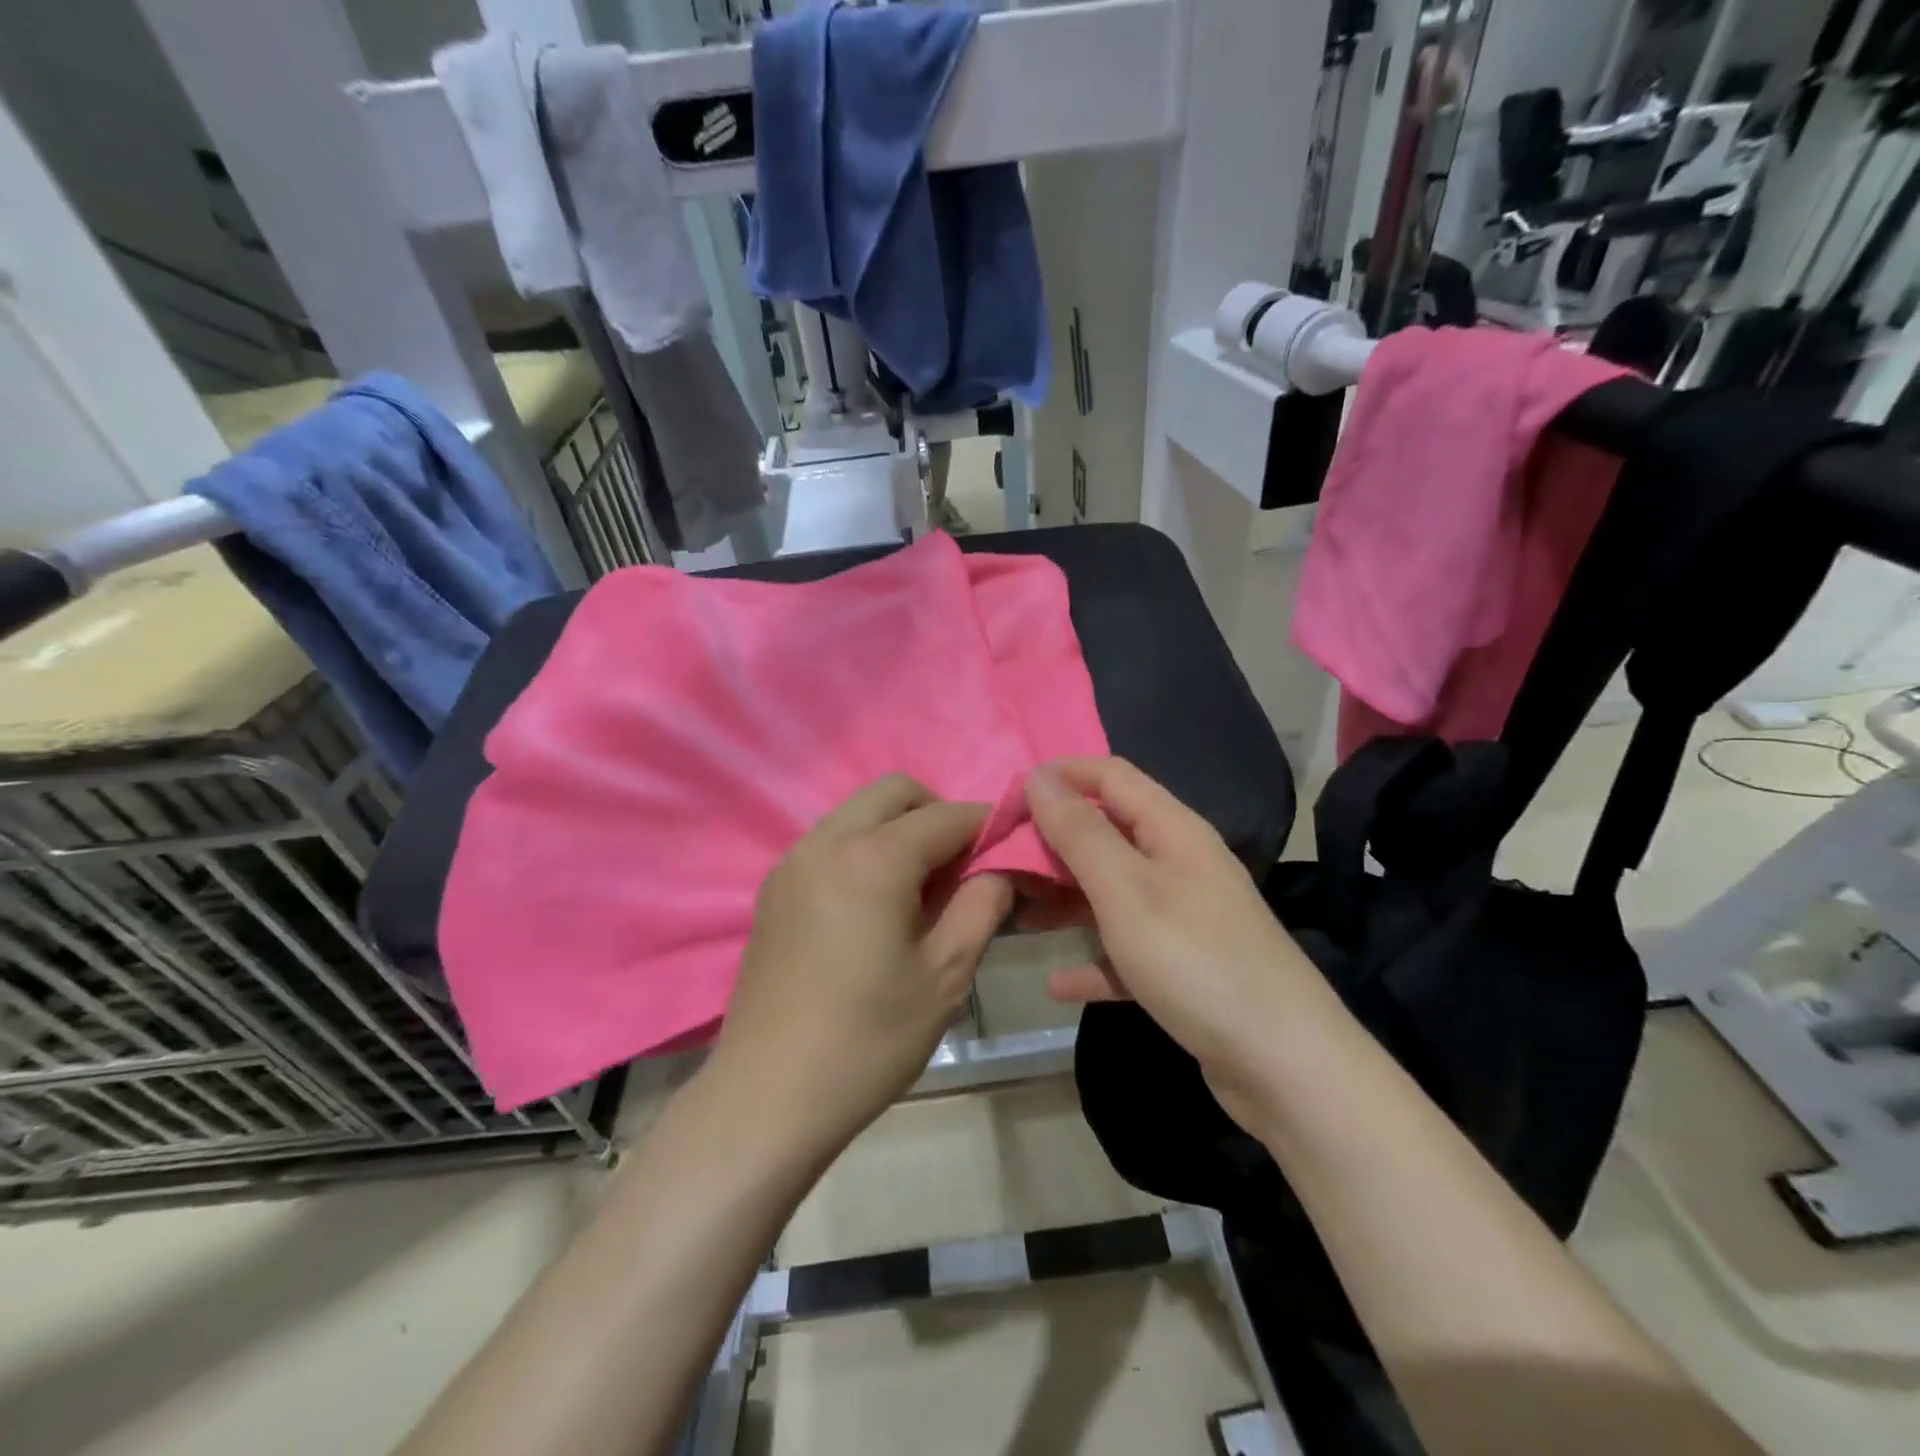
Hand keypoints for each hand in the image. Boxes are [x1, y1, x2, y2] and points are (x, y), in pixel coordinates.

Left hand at [708, 775, 1012, 1153]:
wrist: (768, 1096)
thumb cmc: (868, 1038)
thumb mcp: (946, 974)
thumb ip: (982, 905)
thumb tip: (999, 867)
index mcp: (873, 858)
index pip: (946, 816)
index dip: (987, 825)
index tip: (1013, 847)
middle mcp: (827, 842)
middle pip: (895, 792)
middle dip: (938, 813)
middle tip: (962, 867)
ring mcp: (793, 862)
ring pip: (858, 812)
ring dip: (899, 829)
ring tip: (921, 888)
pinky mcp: (774, 888)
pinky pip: (831, 841)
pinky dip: (865, 848)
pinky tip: (876, 904)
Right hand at [1025, 758, 1324, 1122]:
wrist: (1284, 1065)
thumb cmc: (1195, 960)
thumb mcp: (1126, 890)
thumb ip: (1080, 832)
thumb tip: (1040, 776)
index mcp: (1172, 830)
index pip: (1110, 775)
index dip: (1059, 775)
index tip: (1007, 797)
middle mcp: (1180, 863)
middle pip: (1107, 832)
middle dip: (1053, 840)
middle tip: (1000, 859)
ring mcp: (1185, 917)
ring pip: (1112, 891)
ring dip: (1065, 896)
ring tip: (1014, 910)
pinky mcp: (1185, 967)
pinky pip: (1126, 950)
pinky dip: (1093, 959)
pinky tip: (1057, 982)